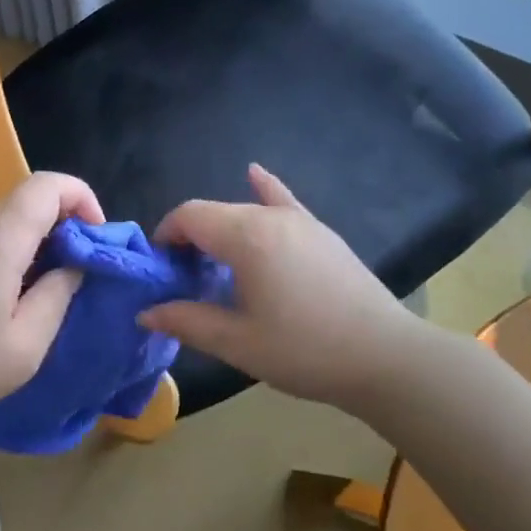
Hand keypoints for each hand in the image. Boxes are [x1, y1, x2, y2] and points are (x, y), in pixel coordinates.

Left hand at [0, 172, 102, 435]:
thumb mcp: (24, 345)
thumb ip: (58, 296)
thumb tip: (76, 265)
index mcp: (2, 236)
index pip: (49, 184)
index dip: (83, 199)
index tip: (97, 242)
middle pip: (30, 197)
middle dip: (67, 222)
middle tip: (82, 270)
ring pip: (10, 217)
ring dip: (41, 239)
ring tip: (53, 288)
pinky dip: (16, 251)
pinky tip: (14, 297)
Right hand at [139, 164, 432, 414]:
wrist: (385, 358)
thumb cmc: (306, 351)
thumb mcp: (238, 342)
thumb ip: (187, 321)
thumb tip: (145, 312)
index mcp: (246, 237)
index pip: (189, 216)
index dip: (166, 235)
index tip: (161, 269)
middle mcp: (270, 217)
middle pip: (215, 213)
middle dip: (190, 237)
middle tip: (184, 278)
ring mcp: (300, 221)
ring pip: (244, 211)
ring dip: (220, 229)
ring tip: (213, 263)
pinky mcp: (320, 233)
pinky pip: (283, 201)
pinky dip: (264, 188)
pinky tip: (254, 173)